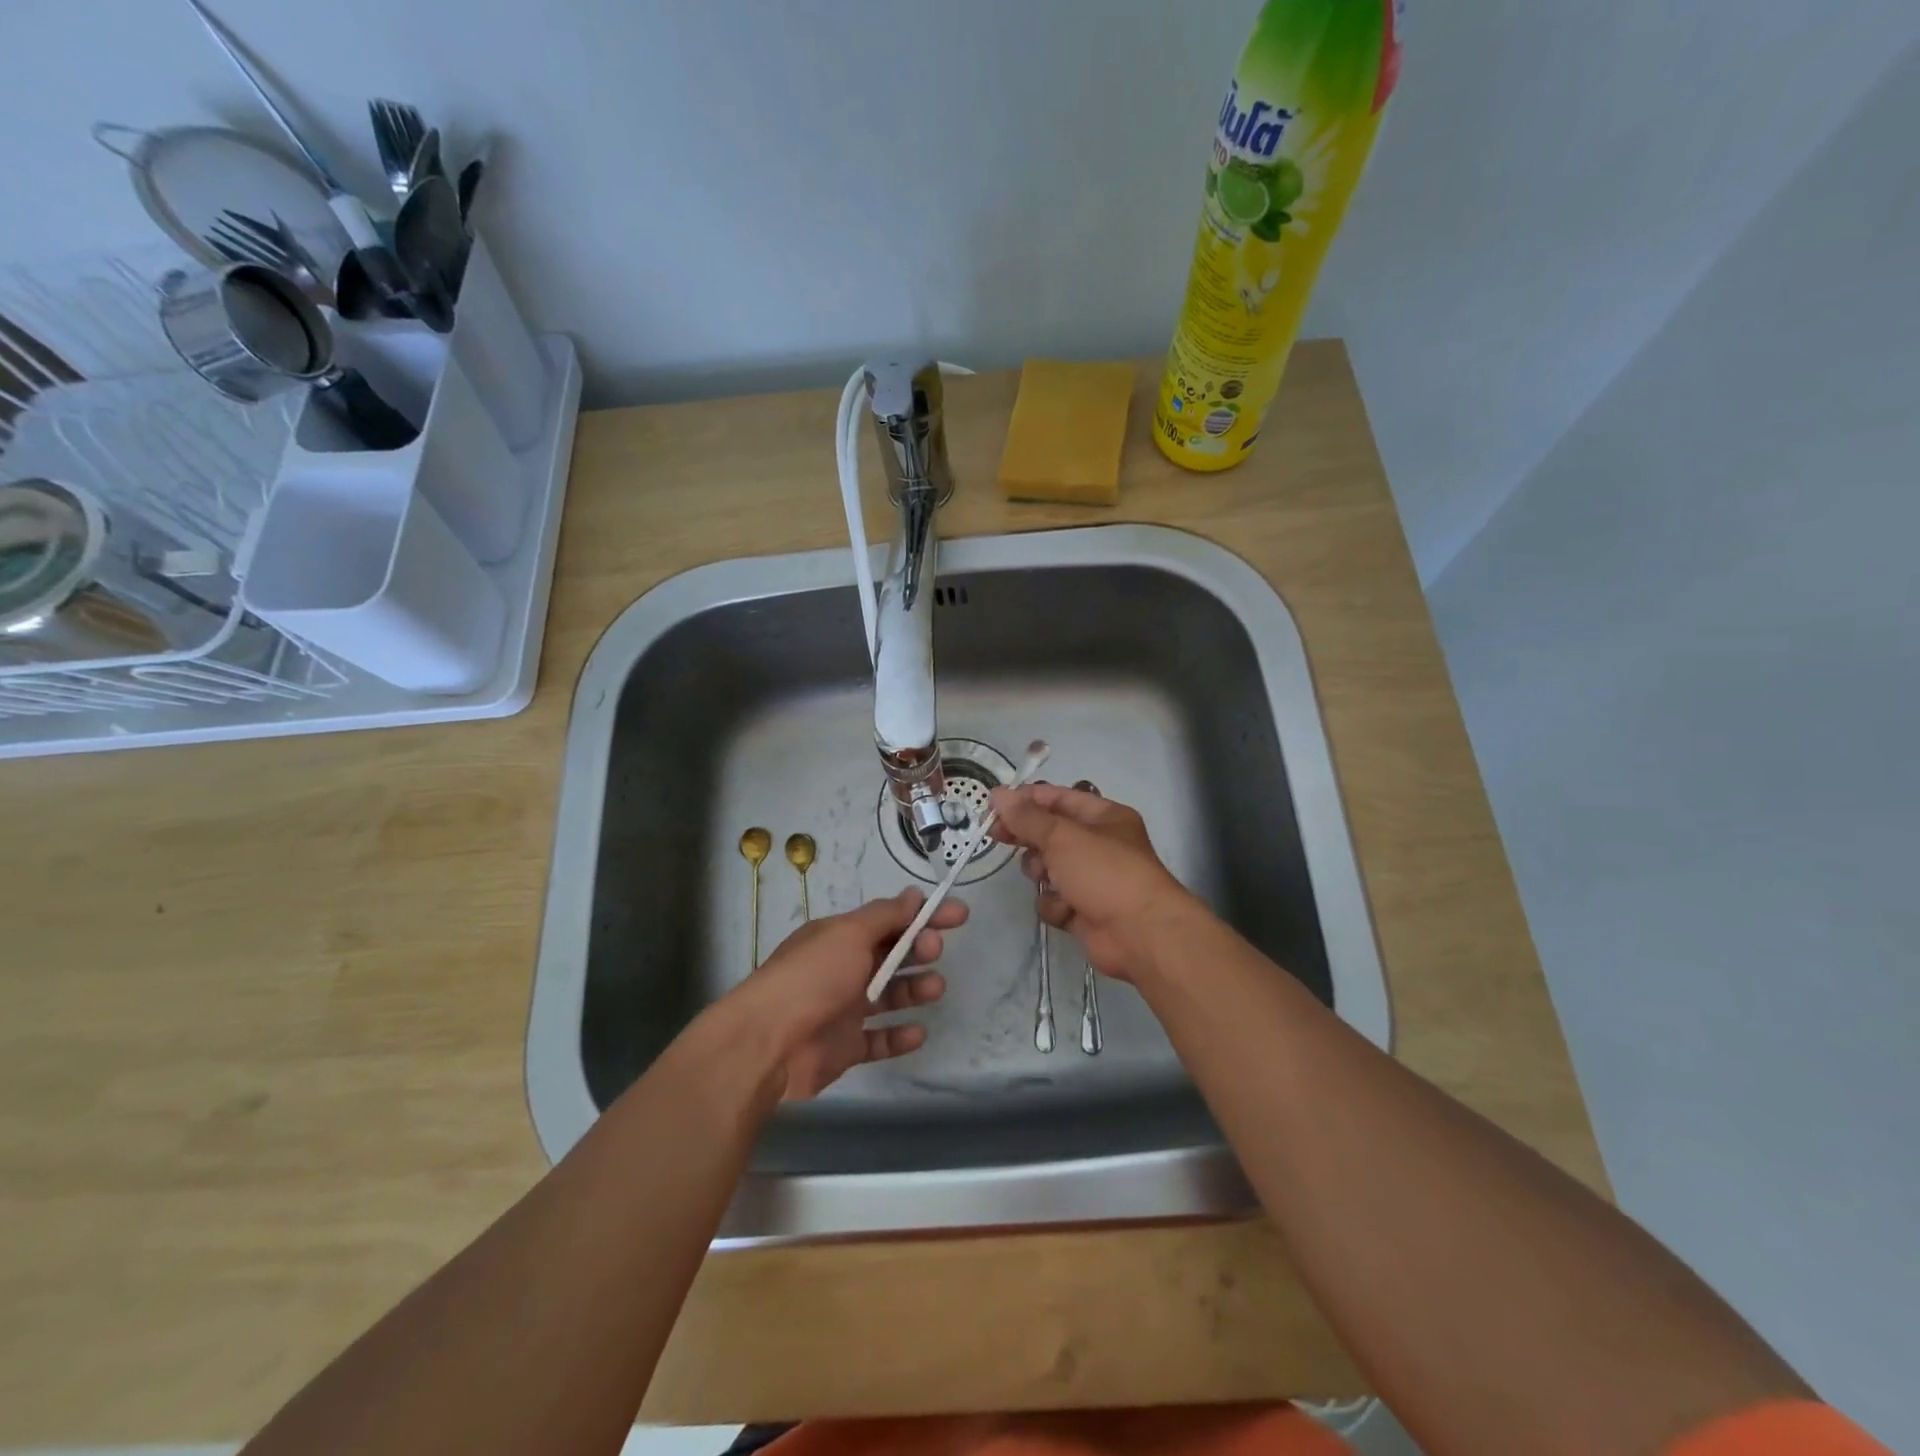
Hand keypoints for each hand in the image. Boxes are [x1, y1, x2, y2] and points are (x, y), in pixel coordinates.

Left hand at [735, 888, 964, 1099]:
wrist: (768, 1043)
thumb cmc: (812, 977)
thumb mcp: (849, 934)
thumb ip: (885, 916)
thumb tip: (913, 894)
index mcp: (840, 938)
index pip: (889, 920)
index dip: (924, 915)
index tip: (958, 915)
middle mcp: (842, 969)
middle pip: (891, 955)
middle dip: (918, 949)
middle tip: (934, 949)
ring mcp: (843, 1009)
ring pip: (889, 996)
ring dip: (915, 989)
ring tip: (935, 989)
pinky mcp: (845, 1047)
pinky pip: (879, 1040)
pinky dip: (899, 1036)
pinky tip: (918, 1032)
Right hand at [988, 783, 1198, 983]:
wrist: (1140, 934)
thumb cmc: (1104, 872)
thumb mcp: (1062, 836)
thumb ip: (1027, 817)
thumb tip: (998, 794)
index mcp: (1103, 817)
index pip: (1058, 798)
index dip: (1025, 800)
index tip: (993, 806)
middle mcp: (1099, 845)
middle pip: (1050, 833)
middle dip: (1028, 837)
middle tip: (998, 837)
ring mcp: (1093, 880)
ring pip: (1048, 869)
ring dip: (1042, 873)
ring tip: (1046, 877)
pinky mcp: (1085, 911)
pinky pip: (1055, 900)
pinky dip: (1056, 905)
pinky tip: (1066, 909)